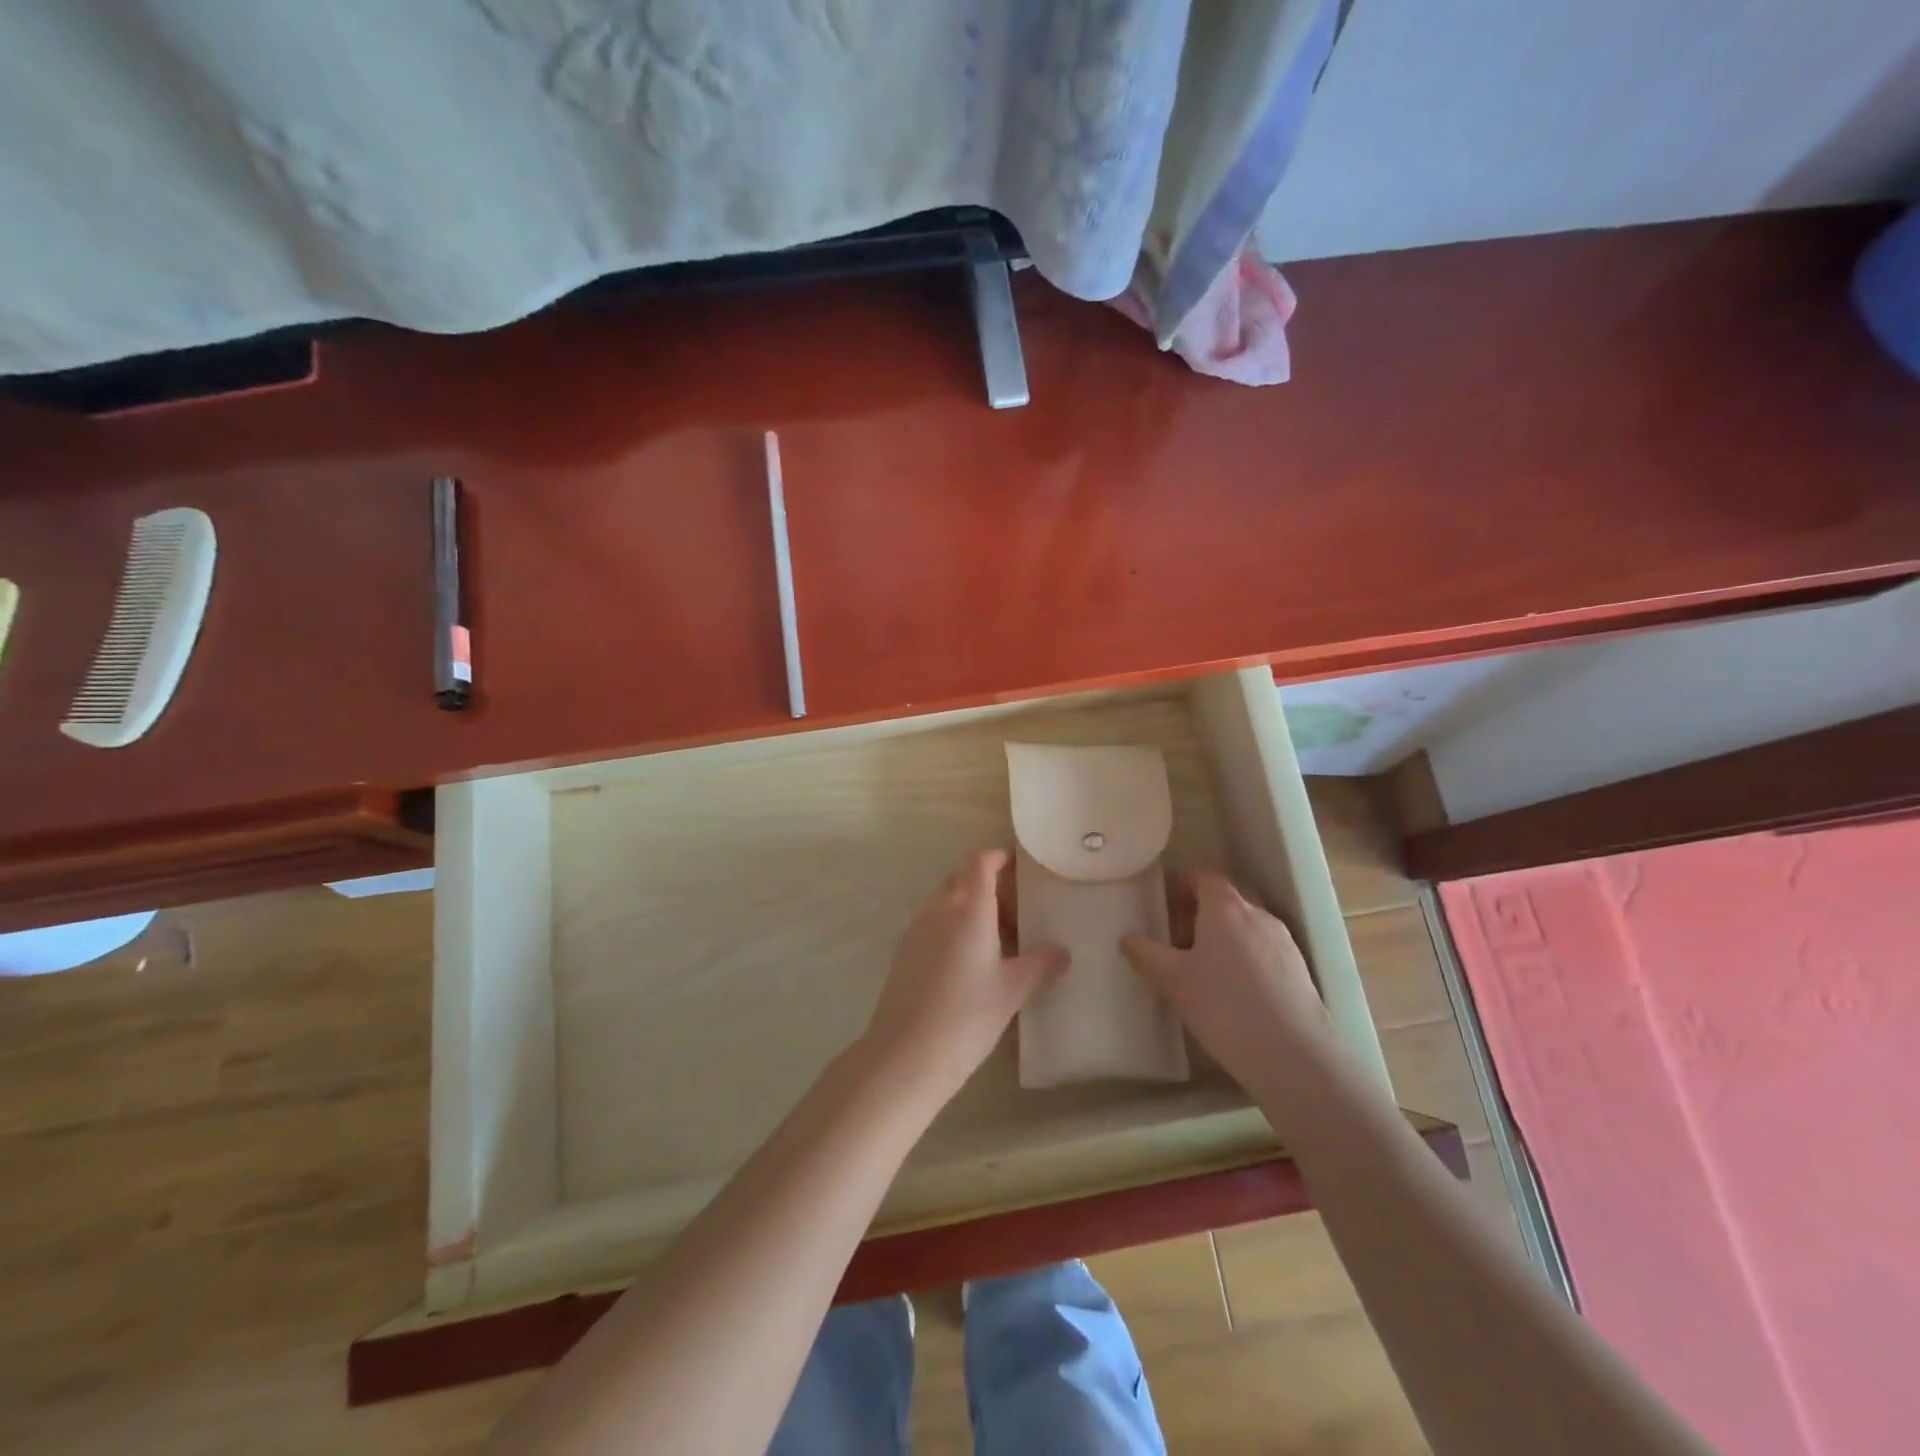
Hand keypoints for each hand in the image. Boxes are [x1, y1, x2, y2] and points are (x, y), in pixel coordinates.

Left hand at [861, 849, 1066, 1102]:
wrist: (906, 1054)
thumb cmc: (967, 1015)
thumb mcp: (1012, 990)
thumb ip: (1040, 964)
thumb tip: (1062, 952)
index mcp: (969, 907)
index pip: (981, 861)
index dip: (1000, 857)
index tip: (1021, 868)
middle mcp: (940, 908)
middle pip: (964, 878)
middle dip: (991, 887)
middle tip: (1019, 914)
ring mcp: (917, 928)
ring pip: (948, 901)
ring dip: (973, 909)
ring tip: (1001, 943)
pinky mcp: (905, 951)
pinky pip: (935, 923)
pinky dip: (956, 928)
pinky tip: (973, 964)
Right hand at [1120, 870, 1336, 1096]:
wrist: (1294, 1056)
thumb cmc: (1224, 1006)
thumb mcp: (1173, 981)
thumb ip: (1147, 955)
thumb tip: (1127, 938)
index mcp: (1226, 908)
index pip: (1203, 877)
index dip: (1181, 883)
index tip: (1162, 899)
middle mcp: (1257, 915)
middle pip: (1225, 901)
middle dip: (1199, 913)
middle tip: (1174, 937)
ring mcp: (1283, 942)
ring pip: (1245, 927)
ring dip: (1222, 937)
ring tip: (1201, 968)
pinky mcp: (1299, 970)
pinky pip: (1262, 950)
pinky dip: (1243, 957)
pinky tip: (1231, 991)